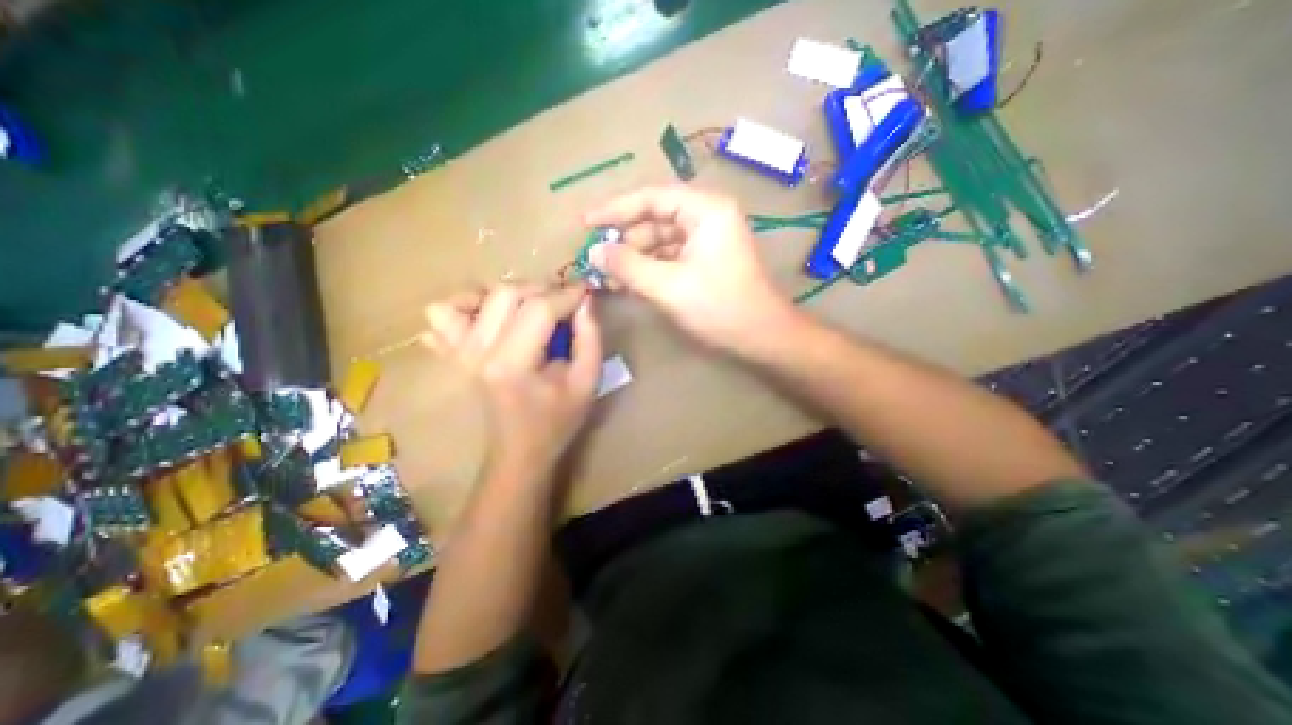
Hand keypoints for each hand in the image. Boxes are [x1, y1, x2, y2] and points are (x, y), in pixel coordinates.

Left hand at [425, 282, 607, 481]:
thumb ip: (590, 339)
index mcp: (514, 364)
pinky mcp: (452, 355)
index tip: (587, 292)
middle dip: (542, 289)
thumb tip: (585, 302)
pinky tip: (491, 317)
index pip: (539, 309)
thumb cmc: (557, 422)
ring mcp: (459, 352)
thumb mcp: (587, 383)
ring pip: (472, 296)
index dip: (567, 294)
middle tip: (563, 301)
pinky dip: (465, 306)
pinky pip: (442, 315)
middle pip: (506, 294)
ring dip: (506, 293)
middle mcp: (479, 352)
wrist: (519, 452)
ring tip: (529, 307)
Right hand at [584, 184, 797, 354]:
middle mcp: (707, 216)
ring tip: (607, 278)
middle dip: (624, 241)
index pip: (650, 197)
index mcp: (705, 210)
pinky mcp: (705, 260)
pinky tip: (629, 284)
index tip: (585, 223)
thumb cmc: (720, 308)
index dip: (614, 209)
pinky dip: (649, 269)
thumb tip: (594, 252)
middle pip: (654, 219)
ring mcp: (707, 239)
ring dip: (634, 259)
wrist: (762, 337)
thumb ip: (628, 266)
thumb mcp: (668, 286)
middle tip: (595, 260)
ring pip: (660, 241)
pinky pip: (670, 257)